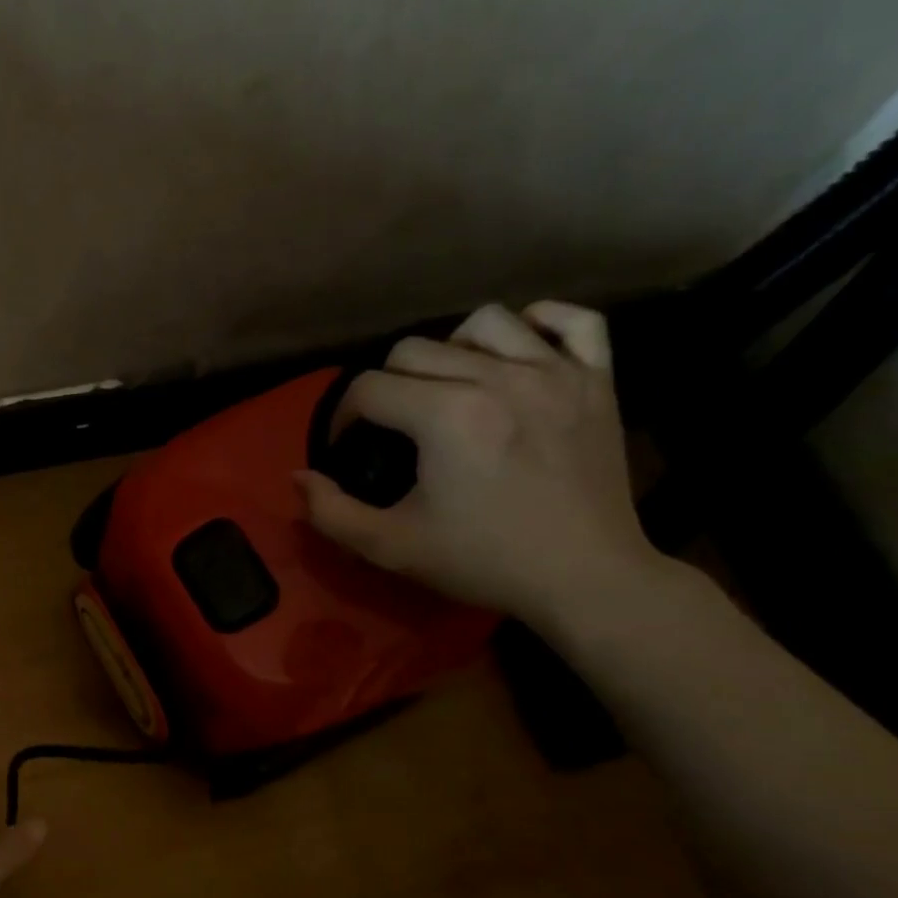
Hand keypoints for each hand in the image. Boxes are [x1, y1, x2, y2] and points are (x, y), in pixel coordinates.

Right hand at [294, 301, 663, 628]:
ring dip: (450, 349)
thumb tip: (300, 476)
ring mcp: (556, 372)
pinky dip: (539, 324)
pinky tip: (517, 350)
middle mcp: (499, 377)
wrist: (583, 577)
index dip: (343, 417)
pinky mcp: (598, 380)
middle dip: (385, 385)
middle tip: (388, 427)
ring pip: (485, 323)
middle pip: (414, 349)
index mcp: (445, 415)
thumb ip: (330, 511)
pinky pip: (573, 320)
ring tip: (446, 387)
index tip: (346, 448)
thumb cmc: (482, 560)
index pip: (368, 388)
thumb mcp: (388, 546)